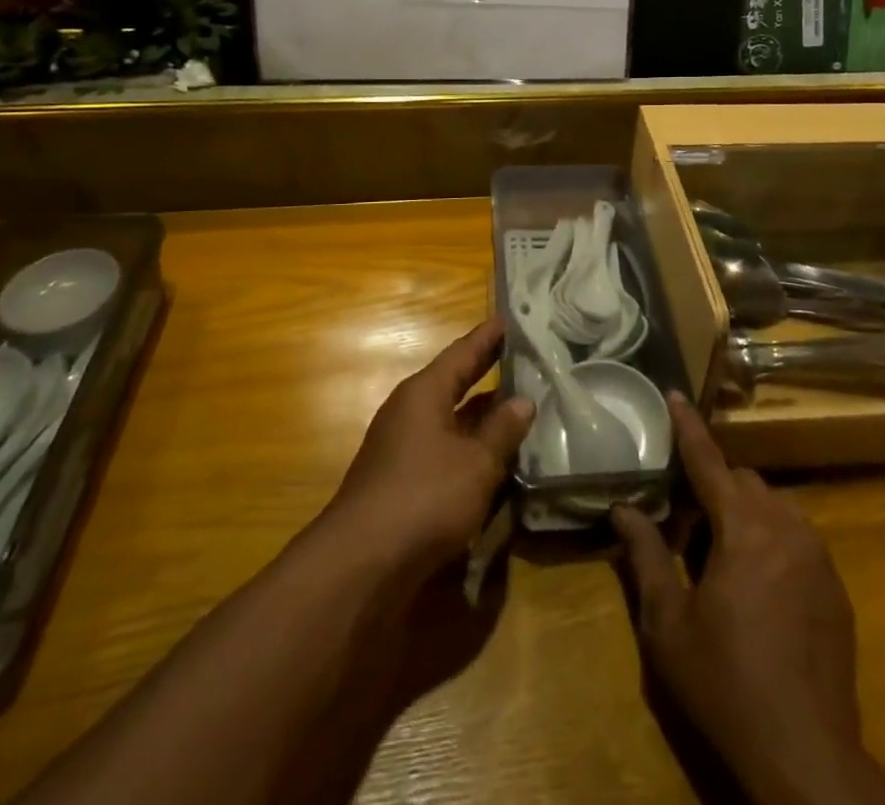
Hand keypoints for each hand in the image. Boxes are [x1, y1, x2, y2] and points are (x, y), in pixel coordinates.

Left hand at [324, 318, 533, 582]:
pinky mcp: (401, 483)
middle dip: (485, 371)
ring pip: (450, 421)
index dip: (487, 337)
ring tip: (518, 405)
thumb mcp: (476, 463)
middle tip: (520, 356)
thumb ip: (501, 431)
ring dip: (480, 415)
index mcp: (424, 394)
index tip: (508, 319)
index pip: (462, 353)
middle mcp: (409, 413)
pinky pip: (444, 451)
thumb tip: (523, 400)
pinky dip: (469, 448)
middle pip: (453, 383)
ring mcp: (402, 449)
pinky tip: (493, 458)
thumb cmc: (424, 497)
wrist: (361, 565)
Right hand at [612, 396, 884, 804]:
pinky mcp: (836, 587)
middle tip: (685, 519)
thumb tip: (622, 510)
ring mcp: (818, 557)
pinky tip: (757, 585)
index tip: (675, 394)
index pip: (709, 461)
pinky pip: (798, 538)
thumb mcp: (668, 625)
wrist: (806, 755)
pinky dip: (771, 539)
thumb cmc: (726, 684)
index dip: (688, 427)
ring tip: (720, 554)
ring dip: (744, 512)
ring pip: (775, 506)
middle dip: (713, 486)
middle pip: (744, 481)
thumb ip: (645, 557)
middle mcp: (786, 529)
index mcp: (744, 529)